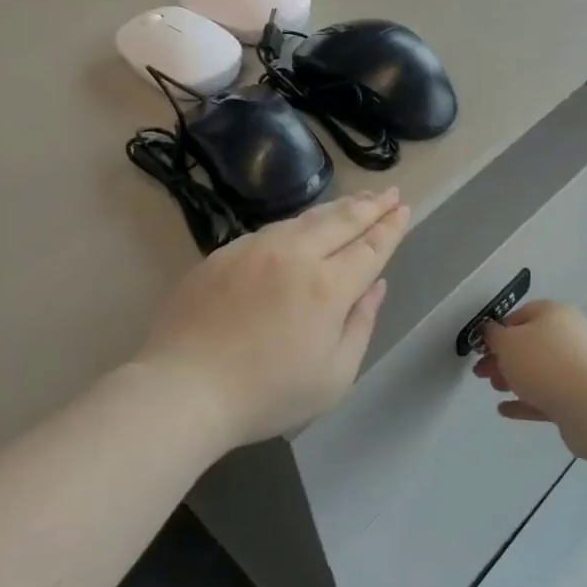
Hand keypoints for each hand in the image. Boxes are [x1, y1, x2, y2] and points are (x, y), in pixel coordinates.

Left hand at [138, 189, 409, 449]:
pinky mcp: (223, 253)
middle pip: (340, 221)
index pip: (369, 247)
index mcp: (328, 286)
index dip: (390, 227)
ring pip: (303, 219)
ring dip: (335, 208)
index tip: (403, 209)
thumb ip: (360, 324)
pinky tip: (301, 226)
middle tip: (388, 192)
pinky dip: (296, 223)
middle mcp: (294, 255)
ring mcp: (254, 248)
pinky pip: (271, 230)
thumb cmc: (266, 394)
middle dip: (369, 206)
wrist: (183, 387)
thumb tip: (375, 285)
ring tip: (355, 201)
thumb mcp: (334, 376)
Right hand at [472, 300, 586, 458]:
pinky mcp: (584, 397)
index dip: (498, 330)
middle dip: (503, 359)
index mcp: (554, 313)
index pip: (521, 314)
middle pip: (530, 344)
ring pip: (540, 370)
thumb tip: (490, 331)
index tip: (482, 348)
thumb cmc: (544, 363)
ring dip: (515, 379)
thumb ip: (493, 336)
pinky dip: (527, 400)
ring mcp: (581, 367)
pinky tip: (506, 410)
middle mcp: (571, 335)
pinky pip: (550, 395)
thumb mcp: (507, 343)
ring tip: (495, 390)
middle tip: (482, 373)